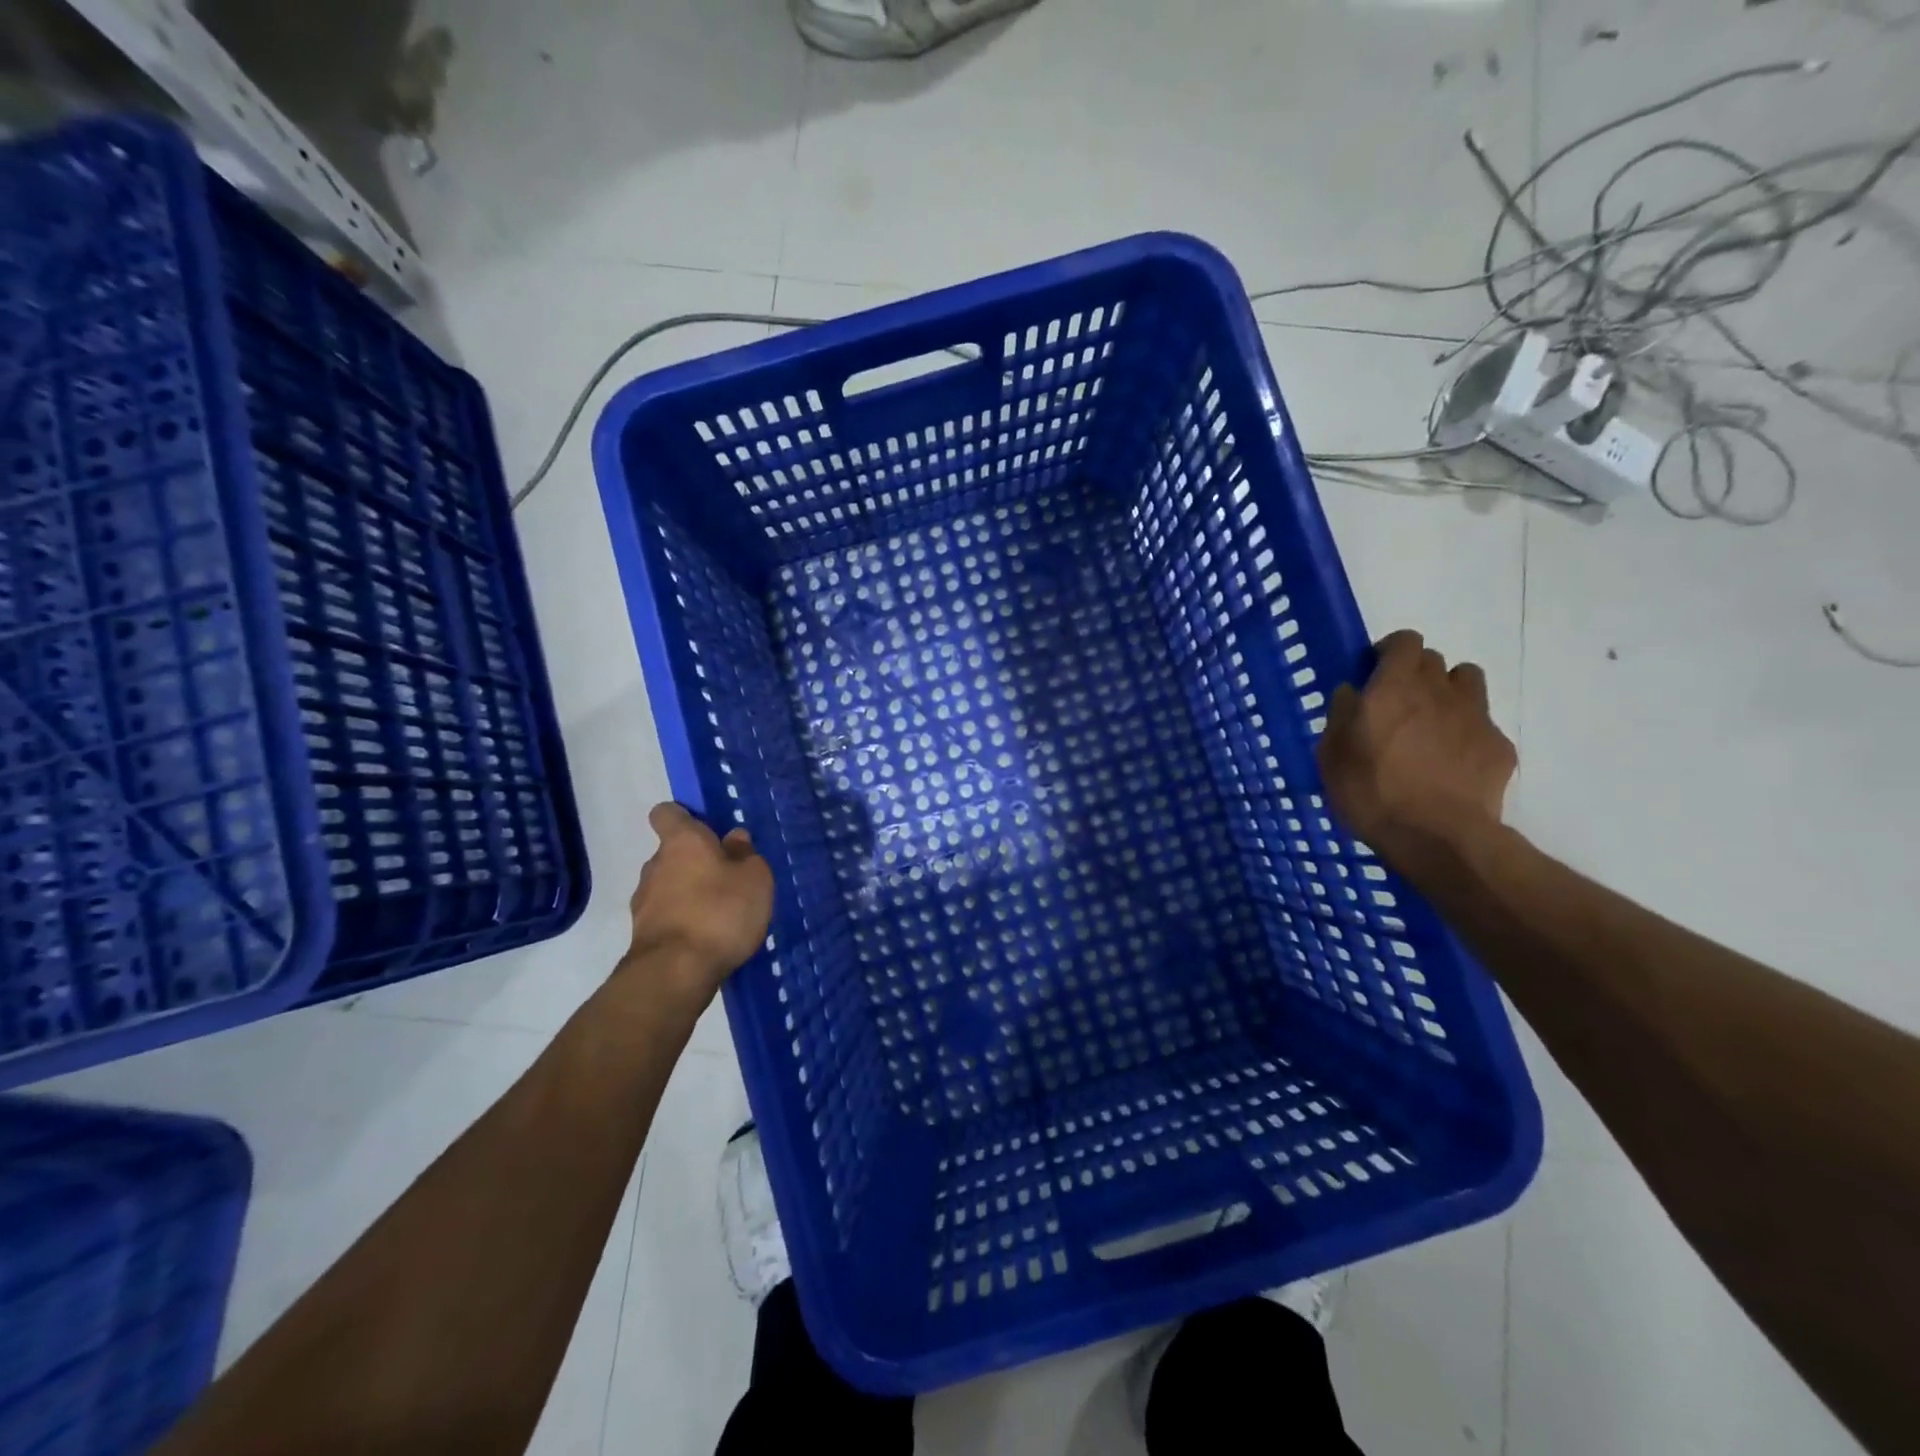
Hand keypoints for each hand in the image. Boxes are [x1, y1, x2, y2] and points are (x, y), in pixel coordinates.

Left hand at [619, 803, 774, 1004]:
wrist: (675, 973)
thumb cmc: (720, 912)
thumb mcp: (754, 878)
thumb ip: (745, 854)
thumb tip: (734, 838)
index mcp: (682, 841)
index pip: (667, 812)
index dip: (684, 817)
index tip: (707, 830)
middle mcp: (656, 864)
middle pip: (673, 852)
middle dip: (696, 862)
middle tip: (728, 879)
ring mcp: (643, 900)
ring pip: (669, 885)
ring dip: (690, 893)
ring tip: (721, 914)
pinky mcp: (642, 933)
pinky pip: (667, 915)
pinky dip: (683, 921)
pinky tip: (707, 937)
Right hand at [1316, 630, 1516, 863]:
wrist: (1438, 837)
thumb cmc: (1371, 792)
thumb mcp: (1332, 755)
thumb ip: (1341, 715)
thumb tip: (1351, 692)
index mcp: (1395, 687)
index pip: (1405, 641)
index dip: (1390, 651)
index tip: (1375, 671)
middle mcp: (1439, 691)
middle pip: (1434, 660)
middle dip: (1416, 673)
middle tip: (1397, 704)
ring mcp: (1476, 717)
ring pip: (1466, 682)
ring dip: (1448, 693)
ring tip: (1430, 724)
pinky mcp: (1499, 746)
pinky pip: (1482, 725)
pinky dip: (1466, 733)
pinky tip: (1451, 763)